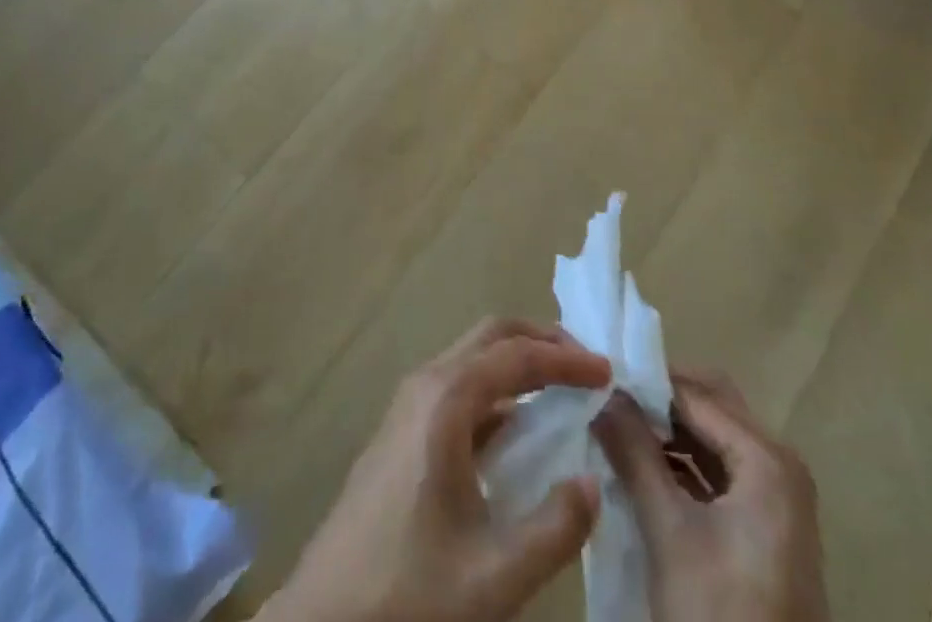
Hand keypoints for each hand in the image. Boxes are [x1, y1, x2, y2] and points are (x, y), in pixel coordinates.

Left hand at [264, 318, 611, 621]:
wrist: (325, 618)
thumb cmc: (410, 591)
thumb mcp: (495, 575)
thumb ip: (555, 528)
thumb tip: (593, 482)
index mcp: (445, 399)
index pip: (517, 355)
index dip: (565, 357)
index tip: (607, 372)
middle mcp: (424, 385)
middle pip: (490, 337)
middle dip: (540, 341)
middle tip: (585, 366)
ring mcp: (407, 405)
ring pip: (471, 359)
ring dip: (517, 364)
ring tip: (560, 391)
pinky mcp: (400, 431)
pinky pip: (456, 389)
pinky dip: (495, 392)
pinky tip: (517, 432)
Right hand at [594, 369, 829, 621]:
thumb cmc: (720, 612)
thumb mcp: (668, 531)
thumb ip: (634, 452)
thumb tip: (602, 391)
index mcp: (767, 459)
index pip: (695, 394)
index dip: (645, 381)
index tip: (598, 374)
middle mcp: (780, 467)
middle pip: (710, 407)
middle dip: (658, 400)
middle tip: (606, 397)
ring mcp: (777, 501)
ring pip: (713, 439)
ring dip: (667, 431)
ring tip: (614, 427)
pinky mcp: (767, 531)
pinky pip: (720, 473)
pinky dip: (682, 464)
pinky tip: (641, 468)